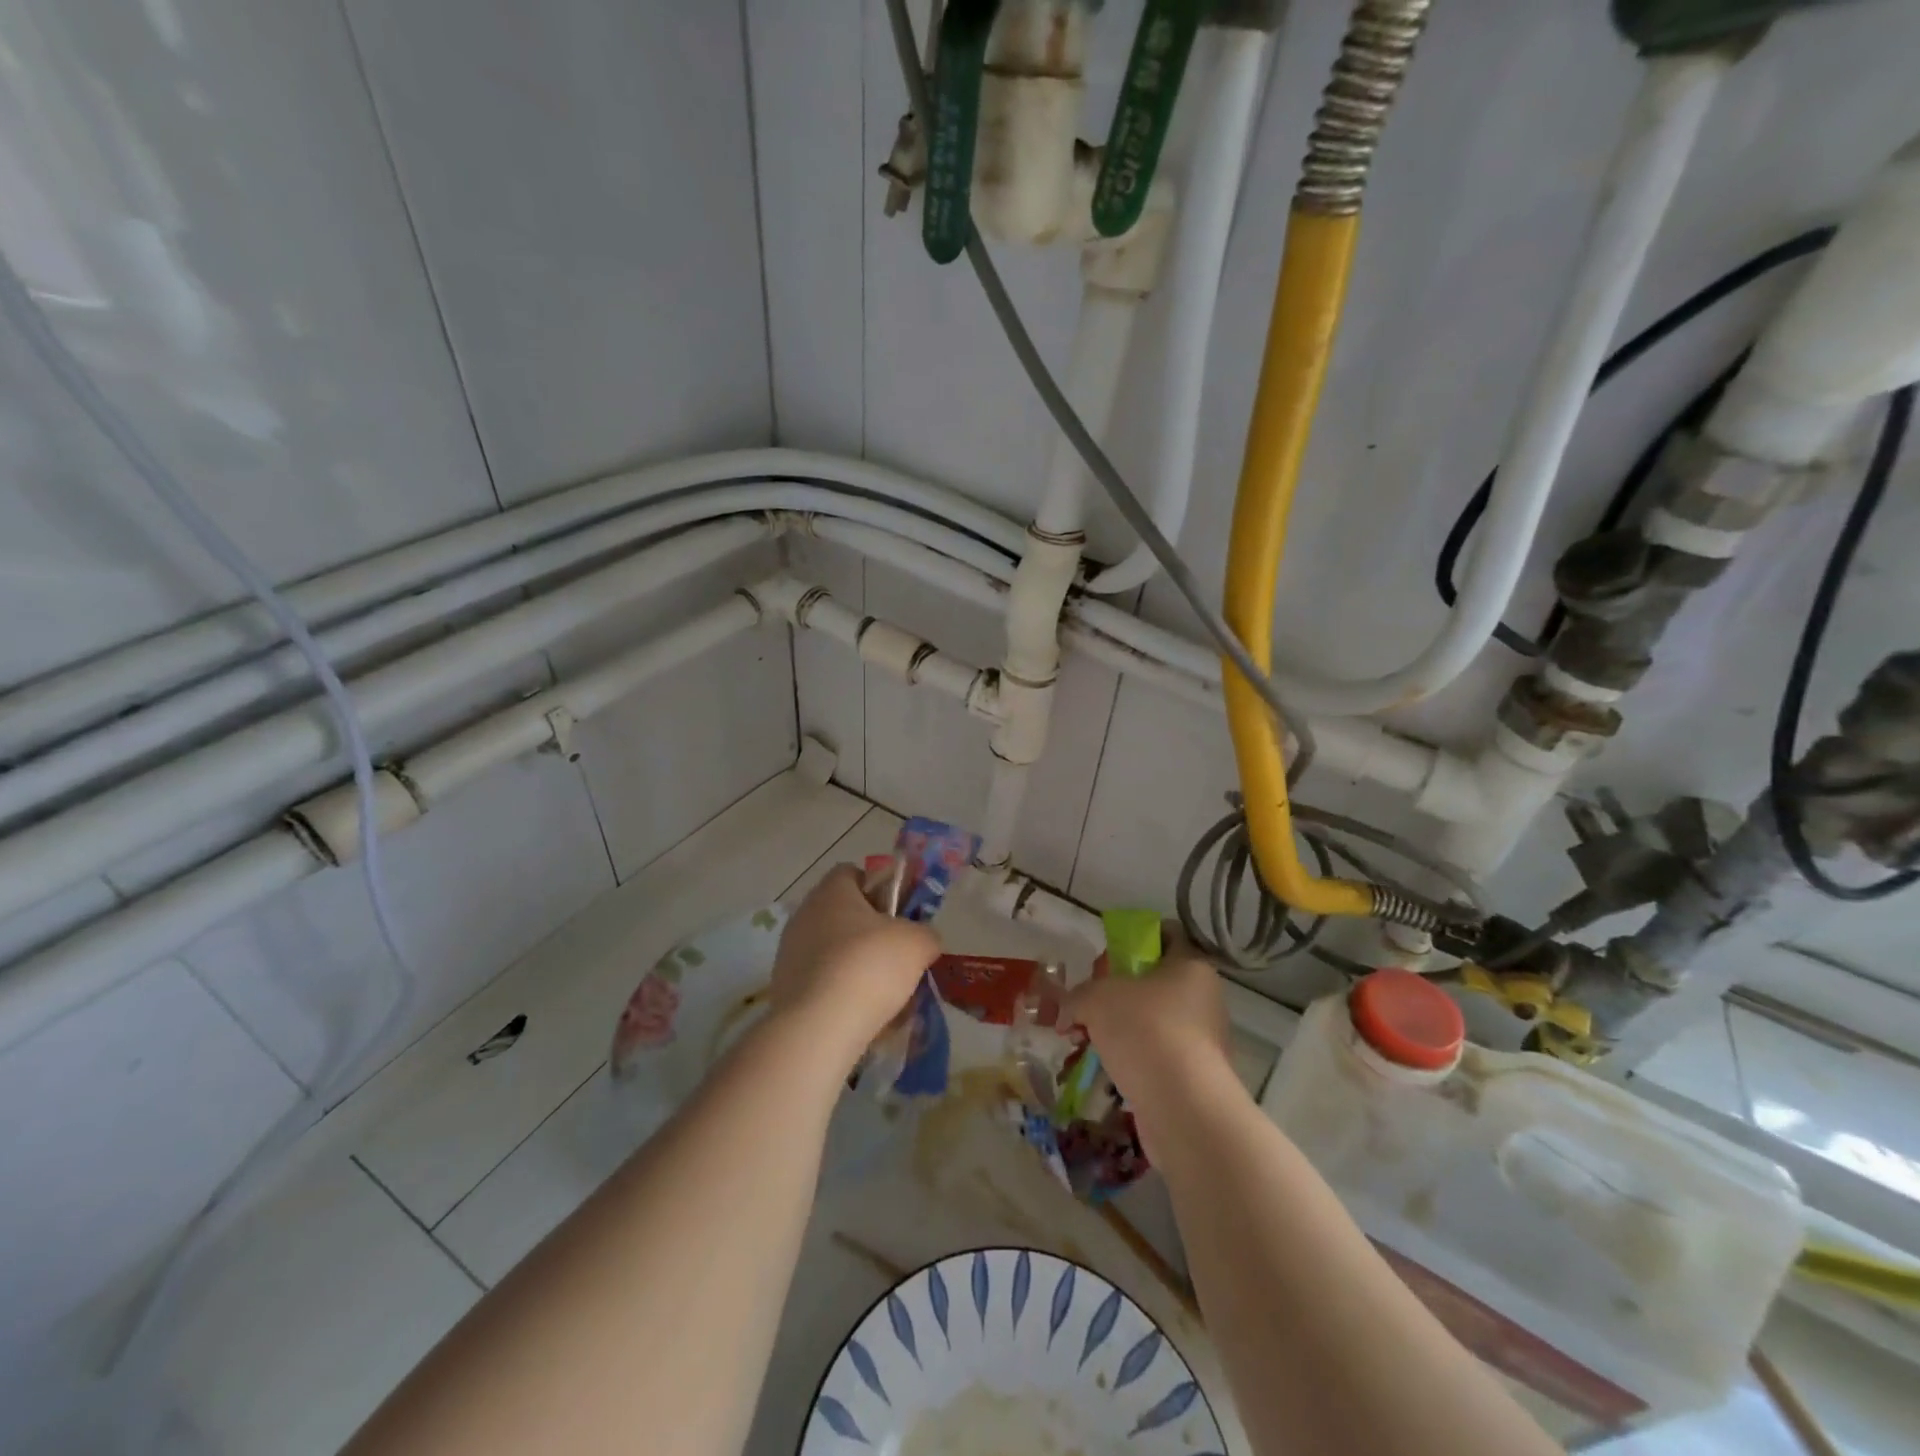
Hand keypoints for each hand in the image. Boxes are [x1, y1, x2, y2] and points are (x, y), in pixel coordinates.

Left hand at [770, 864, 937, 1067]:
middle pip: (844, 914)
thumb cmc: (870, 966)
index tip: (900, 913)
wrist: (818, 1027)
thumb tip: (923, 939)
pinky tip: (861, 1014)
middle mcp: (804, 915)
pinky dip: (841, 993)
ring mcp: (790, 952)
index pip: (853, 873)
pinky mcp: (784, 988)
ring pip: (834, 951)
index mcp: (832, 891)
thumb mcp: (917, 943)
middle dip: (871, 932)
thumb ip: (926, 933)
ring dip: (857, 965)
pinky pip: (821, 982)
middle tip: (898, 955)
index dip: (880, 888)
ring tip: (885, 993)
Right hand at [1065, 923, 1231, 1120]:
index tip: (1107, 954)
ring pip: (1151, 1022)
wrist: (1183, 1108)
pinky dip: (1131, 1059)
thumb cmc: (1145, 1030)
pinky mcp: (1193, 1077)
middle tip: (1086, 1002)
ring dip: (1119, 1028)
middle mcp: (1203, 999)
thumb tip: (1066, 1011)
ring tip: (1083, 1040)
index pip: (1167, 935)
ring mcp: (1201, 1040)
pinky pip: (1155, 1056)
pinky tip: (1103, 1069)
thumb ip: (1078, 995)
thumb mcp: (1097, 998)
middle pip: (1154, 982)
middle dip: (1117, 991)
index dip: (1135, 938)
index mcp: (1190, 966)